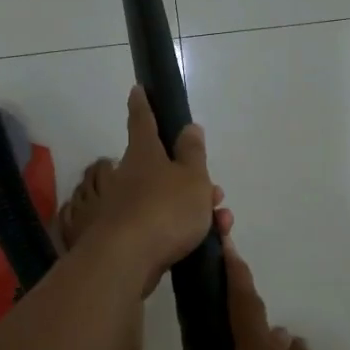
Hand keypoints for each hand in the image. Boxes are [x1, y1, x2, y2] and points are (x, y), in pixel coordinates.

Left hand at [78, 86, 217, 281]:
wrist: (127, 260)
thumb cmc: (164, 208)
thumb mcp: (191, 177)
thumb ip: (193, 153)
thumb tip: (189, 127)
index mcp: (144, 153)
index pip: (142, 120)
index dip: (143, 104)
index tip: (137, 89)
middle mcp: (131, 175)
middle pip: (163, 166)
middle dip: (191, 176)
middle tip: (216, 190)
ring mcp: (128, 206)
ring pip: (168, 198)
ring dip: (196, 206)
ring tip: (222, 219)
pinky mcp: (131, 236)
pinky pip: (165, 224)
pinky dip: (186, 228)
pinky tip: (209, 241)